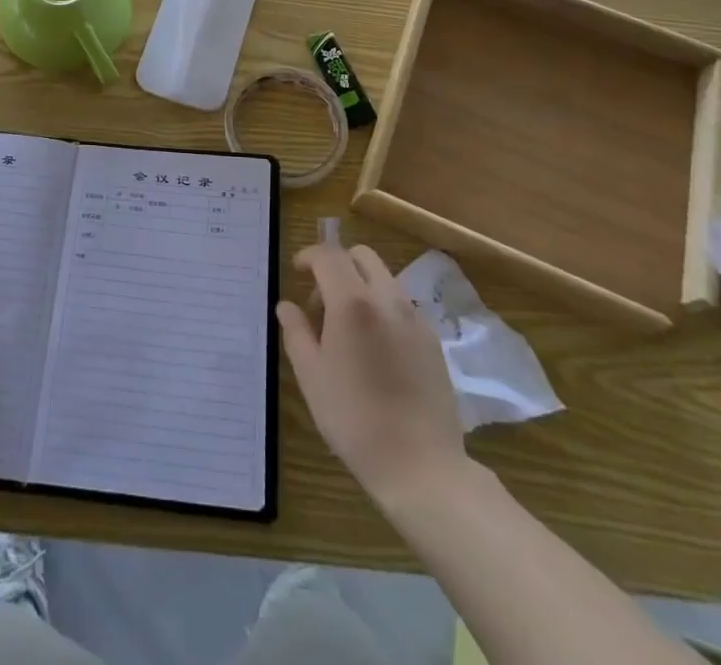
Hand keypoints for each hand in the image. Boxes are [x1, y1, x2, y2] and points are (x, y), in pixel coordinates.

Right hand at [276, 243, 472, 508]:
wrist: (421, 465)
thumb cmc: (354, 419)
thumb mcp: (311, 376)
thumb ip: (296, 332)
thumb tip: (287, 306)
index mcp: (353, 302)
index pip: (329, 255)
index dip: (308, 255)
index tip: (296, 271)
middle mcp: (387, 299)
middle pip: (361, 256)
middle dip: (337, 265)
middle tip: (321, 302)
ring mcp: (415, 318)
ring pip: (384, 278)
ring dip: (360, 286)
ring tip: (347, 329)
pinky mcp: (433, 340)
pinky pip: (401, 305)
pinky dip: (382, 308)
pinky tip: (374, 349)